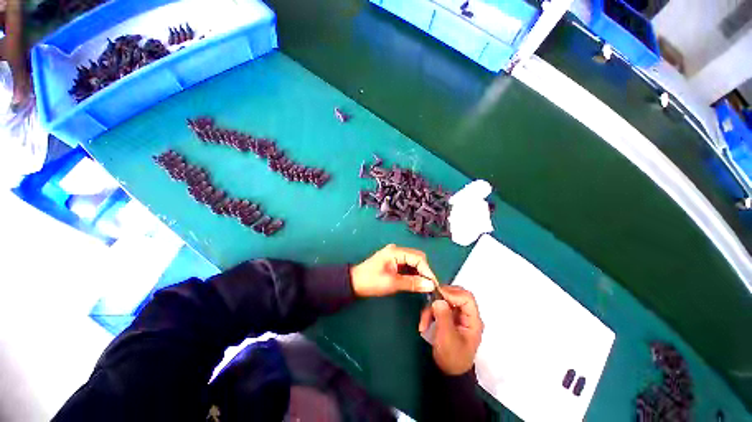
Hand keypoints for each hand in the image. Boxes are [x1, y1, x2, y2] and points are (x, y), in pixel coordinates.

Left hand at [350, 244, 437, 296]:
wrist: (353, 283)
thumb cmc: (371, 282)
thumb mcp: (392, 283)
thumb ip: (412, 283)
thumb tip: (430, 285)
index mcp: (396, 251)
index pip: (418, 258)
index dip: (428, 271)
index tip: (434, 285)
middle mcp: (397, 250)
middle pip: (417, 257)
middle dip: (425, 271)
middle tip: (429, 286)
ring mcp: (395, 255)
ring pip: (413, 261)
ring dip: (419, 272)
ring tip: (424, 285)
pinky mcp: (393, 261)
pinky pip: (408, 264)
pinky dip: (413, 273)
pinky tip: (415, 281)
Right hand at [418, 286, 482, 374]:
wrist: (449, 373)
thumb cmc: (451, 357)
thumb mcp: (447, 339)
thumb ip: (443, 317)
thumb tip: (438, 299)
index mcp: (473, 320)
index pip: (466, 298)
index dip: (452, 293)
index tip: (437, 297)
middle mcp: (467, 315)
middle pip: (455, 295)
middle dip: (440, 299)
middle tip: (429, 304)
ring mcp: (458, 315)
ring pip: (444, 300)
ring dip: (431, 308)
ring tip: (423, 322)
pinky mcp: (449, 317)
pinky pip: (439, 307)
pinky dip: (430, 312)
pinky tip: (424, 324)